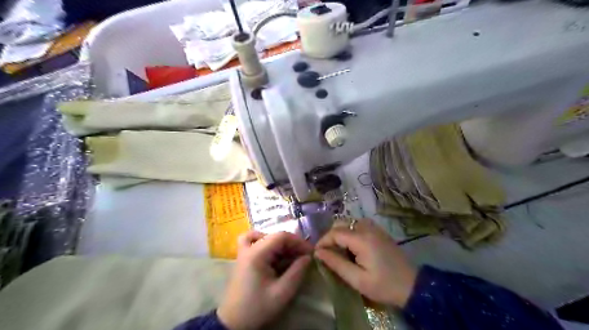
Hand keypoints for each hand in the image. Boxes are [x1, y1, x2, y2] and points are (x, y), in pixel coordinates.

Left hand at [218, 231, 314, 329]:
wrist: (233, 322)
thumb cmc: (257, 308)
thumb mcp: (282, 293)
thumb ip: (297, 272)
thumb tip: (308, 257)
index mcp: (257, 254)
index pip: (281, 236)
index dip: (298, 241)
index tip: (310, 253)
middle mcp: (249, 248)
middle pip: (274, 236)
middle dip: (291, 244)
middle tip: (303, 257)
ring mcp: (244, 252)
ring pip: (264, 236)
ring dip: (280, 243)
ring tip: (290, 255)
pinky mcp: (243, 258)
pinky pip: (252, 241)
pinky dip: (264, 241)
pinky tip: (272, 252)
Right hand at [315, 217, 415, 307]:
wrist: (413, 286)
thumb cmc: (384, 285)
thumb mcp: (357, 279)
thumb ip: (336, 263)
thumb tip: (318, 252)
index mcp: (361, 239)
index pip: (334, 232)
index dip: (323, 242)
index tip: (317, 254)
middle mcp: (367, 228)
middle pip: (341, 223)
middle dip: (331, 237)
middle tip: (328, 253)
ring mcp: (375, 228)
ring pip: (349, 223)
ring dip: (341, 234)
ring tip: (339, 251)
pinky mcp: (379, 231)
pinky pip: (359, 225)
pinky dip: (351, 233)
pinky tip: (353, 248)